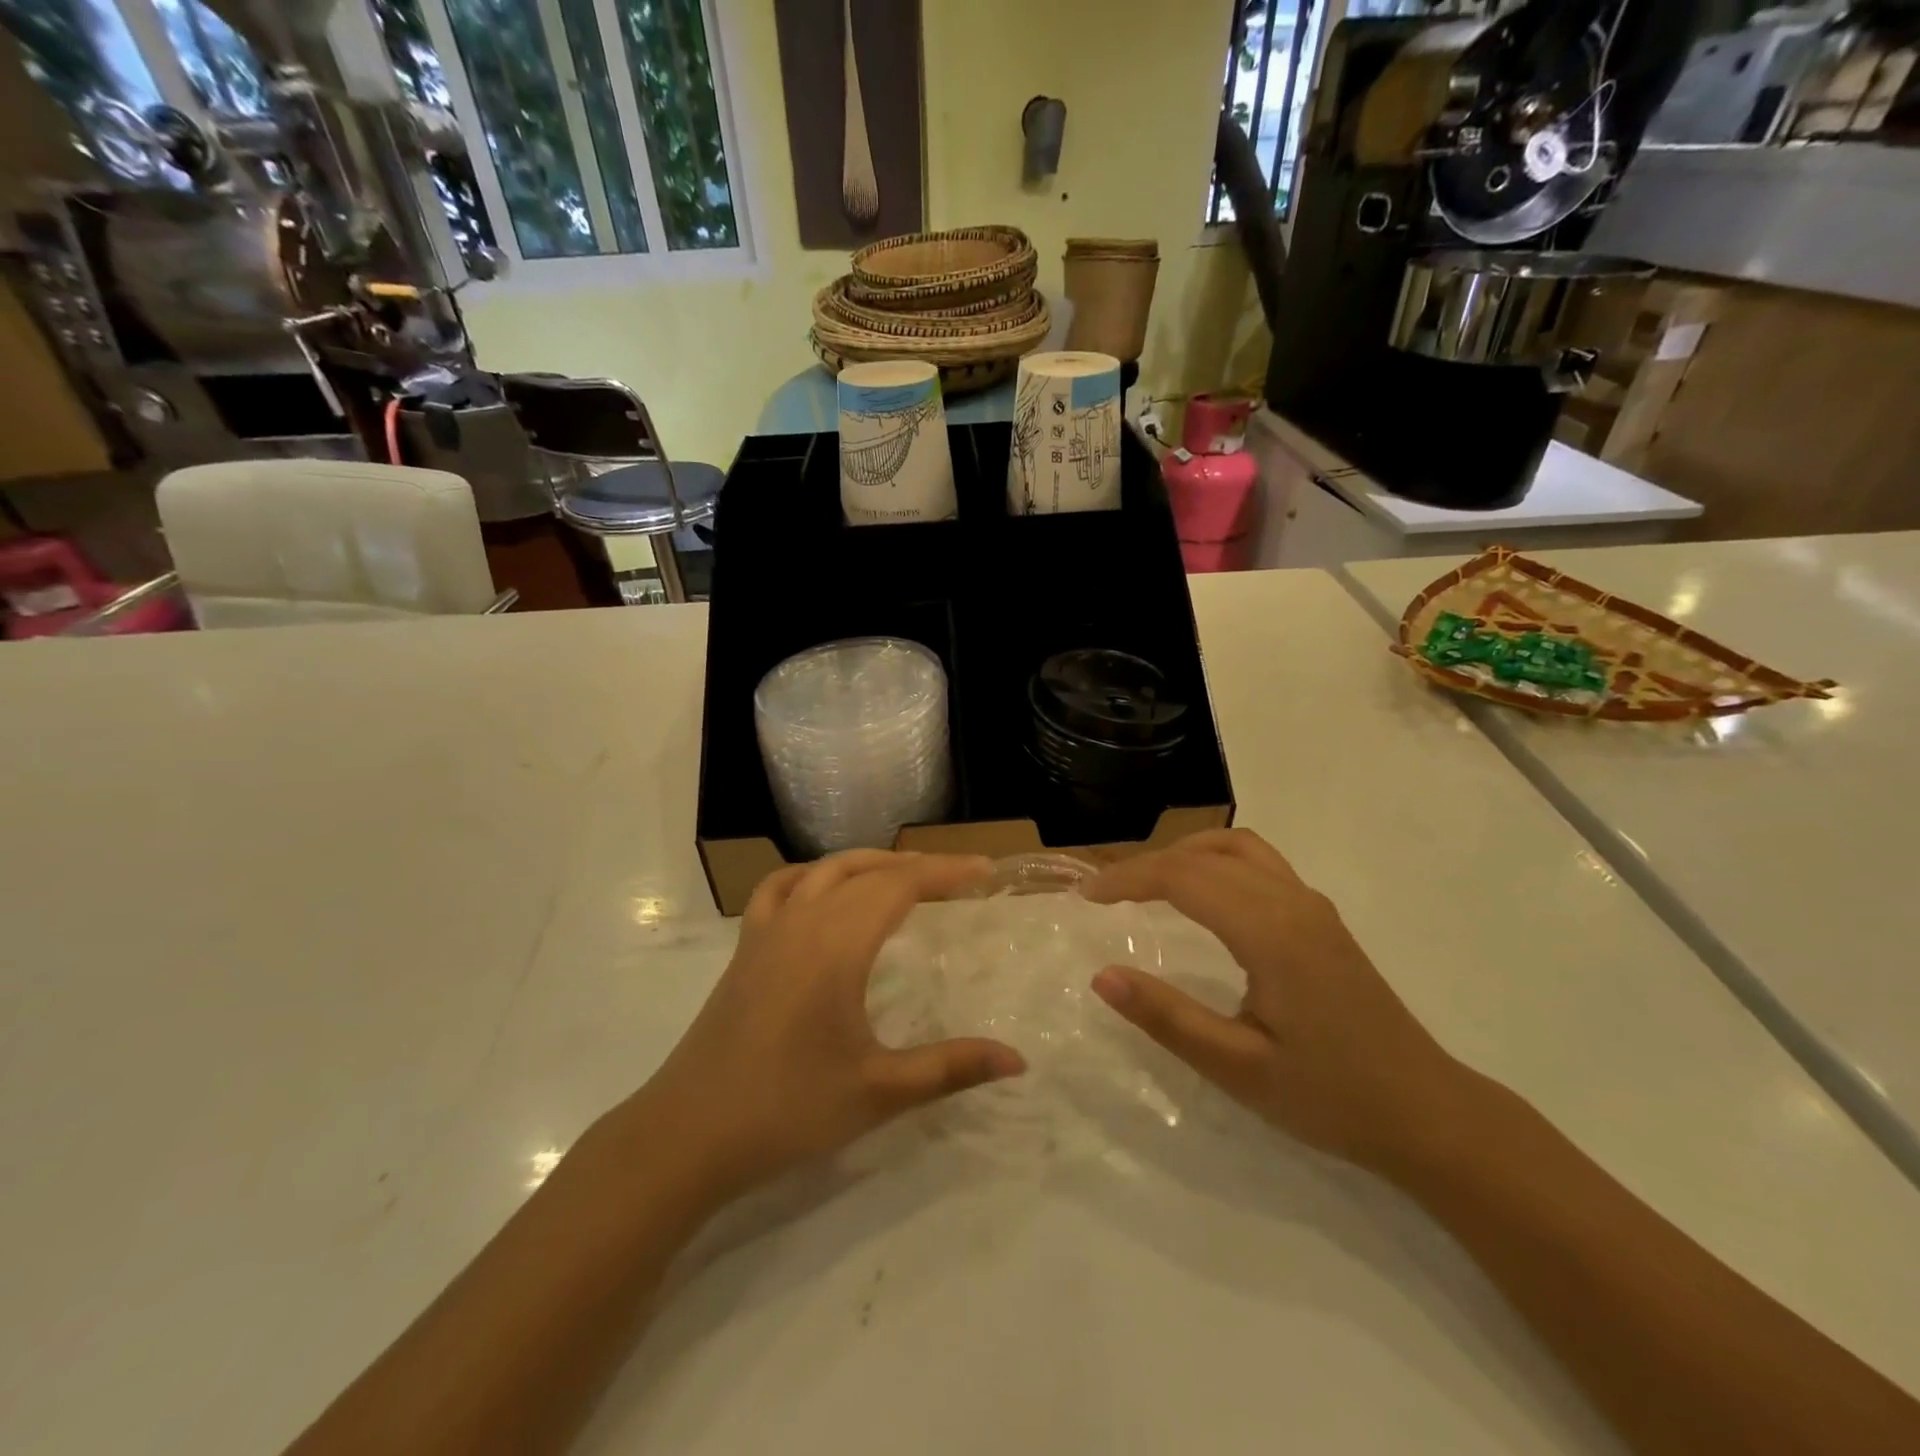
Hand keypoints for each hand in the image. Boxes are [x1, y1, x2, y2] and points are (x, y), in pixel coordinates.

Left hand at [628, 851, 1025, 1204]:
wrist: (687, 1134)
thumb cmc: (787, 1109)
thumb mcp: (878, 1091)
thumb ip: (950, 1068)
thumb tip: (1017, 1059)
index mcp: (837, 944)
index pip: (900, 885)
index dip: (946, 872)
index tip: (985, 871)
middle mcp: (802, 921)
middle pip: (867, 871)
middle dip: (917, 867)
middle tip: (959, 878)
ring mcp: (767, 931)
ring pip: (824, 870)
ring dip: (869, 864)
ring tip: (903, 876)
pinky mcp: (745, 949)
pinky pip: (780, 888)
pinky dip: (812, 876)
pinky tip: (823, 894)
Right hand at [1085, 829, 1466, 1171]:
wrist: (1428, 1114)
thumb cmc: (1331, 1097)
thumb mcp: (1239, 1068)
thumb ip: (1167, 1018)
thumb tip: (1101, 976)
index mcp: (1271, 932)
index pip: (1183, 877)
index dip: (1128, 879)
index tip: (1086, 897)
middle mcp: (1293, 902)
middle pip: (1205, 854)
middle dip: (1147, 864)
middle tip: (1106, 894)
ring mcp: (1313, 906)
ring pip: (1237, 847)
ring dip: (1185, 854)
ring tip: (1146, 886)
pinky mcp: (1322, 919)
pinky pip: (1259, 863)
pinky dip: (1216, 862)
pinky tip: (1203, 898)